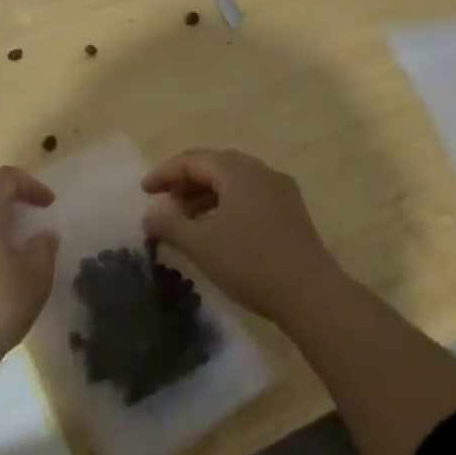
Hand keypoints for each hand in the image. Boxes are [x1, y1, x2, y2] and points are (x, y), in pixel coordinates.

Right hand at [141, 149, 342, 323]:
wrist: (311, 294)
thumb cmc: (250, 262)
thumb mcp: (200, 244)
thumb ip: (169, 225)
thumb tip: (149, 217)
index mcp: (238, 171)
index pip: (193, 160)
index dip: (165, 174)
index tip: (144, 191)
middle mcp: (261, 172)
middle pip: (214, 168)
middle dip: (185, 184)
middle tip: (163, 204)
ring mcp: (281, 192)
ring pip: (233, 184)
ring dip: (205, 197)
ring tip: (184, 221)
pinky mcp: (291, 213)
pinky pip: (250, 198)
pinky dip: (226, 207)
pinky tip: (215, 231)